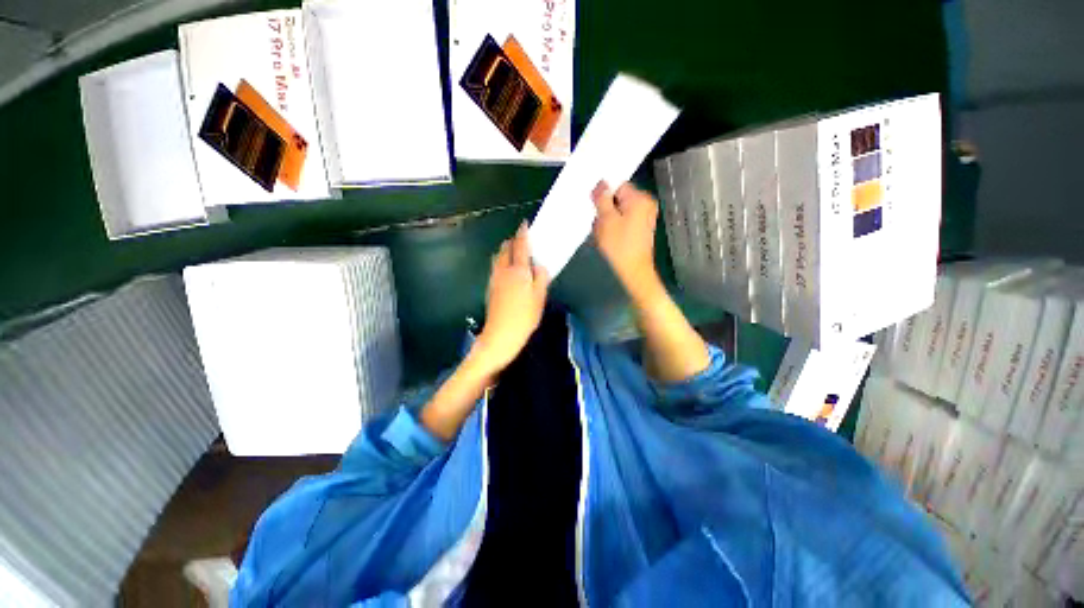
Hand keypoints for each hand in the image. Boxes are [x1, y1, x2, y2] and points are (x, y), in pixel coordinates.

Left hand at [474, 222, 550, 373]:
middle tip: (522, 240)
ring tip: (515, 253)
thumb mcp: (539, 297)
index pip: (520, 246)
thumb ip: (541, 277)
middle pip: (505, 248)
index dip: (522, 233)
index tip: (524, 224)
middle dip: (512, 241)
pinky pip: (495, 267)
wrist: (501, 334)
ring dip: (505, 250)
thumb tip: (540, 265)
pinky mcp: (490, 287)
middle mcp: (503, 270)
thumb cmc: (524, 316)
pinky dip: (501, 261)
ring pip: (498, 257)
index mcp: (518, 270)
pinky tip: (508, 270)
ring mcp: (494, 278)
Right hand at [592, 181, 662, 298]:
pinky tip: (608, 237)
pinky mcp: (639, 228)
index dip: (604, 194)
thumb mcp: (606, 220)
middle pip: (618, 198)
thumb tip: (600, 184)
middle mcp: (645, 204)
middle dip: (605, 209)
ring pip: (618, 211)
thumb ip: (602, 199)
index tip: (594, 206)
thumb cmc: (620, 246)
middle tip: (598, 222)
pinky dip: (614, 226)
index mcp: (640, 199)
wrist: (633, 270)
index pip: (617, 185)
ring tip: (603, 233)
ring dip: (608, 219)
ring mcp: (644, 217)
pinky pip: (623, 220)